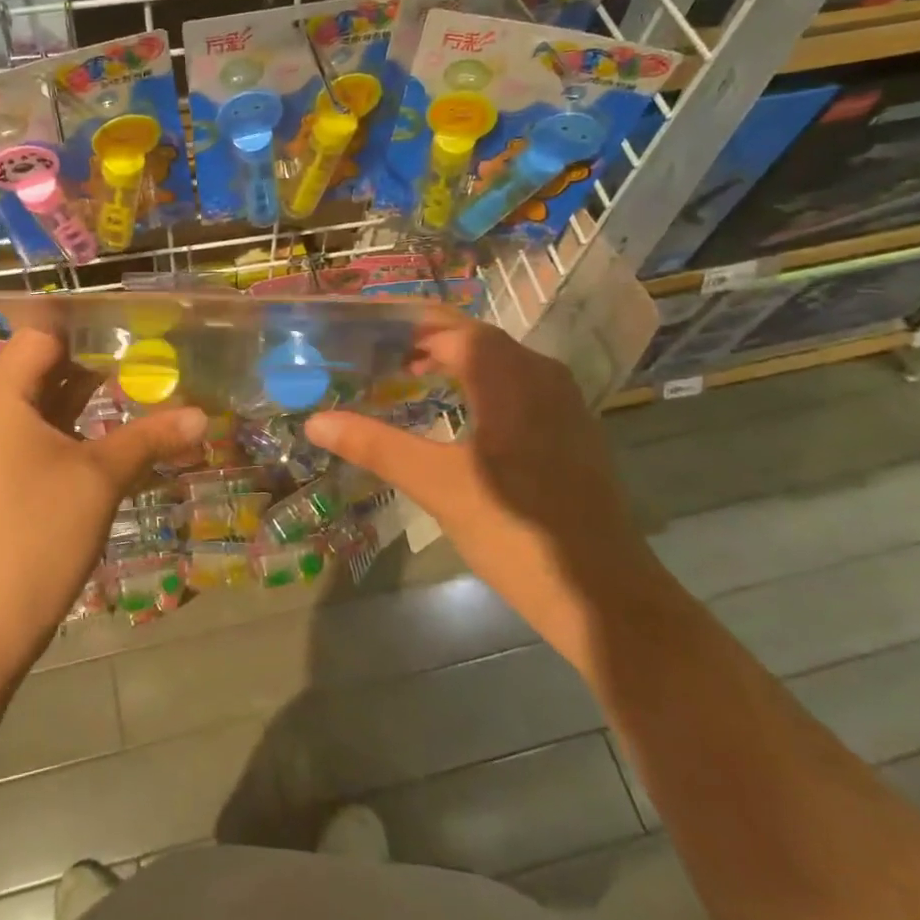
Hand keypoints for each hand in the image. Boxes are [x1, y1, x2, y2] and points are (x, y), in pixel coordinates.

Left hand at [0, 331, 206, 681]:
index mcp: (2, 393)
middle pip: (47, 363)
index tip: (140, 318)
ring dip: (93, 393)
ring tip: (149, 380)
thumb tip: (203, 415)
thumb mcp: (100, 477)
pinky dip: (81, 425)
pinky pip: (46, 431)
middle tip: (156, 348)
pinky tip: (122, 428)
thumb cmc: (36, 532)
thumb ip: (150, 438)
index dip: (89, 321)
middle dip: (100, 355)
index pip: (44, 331)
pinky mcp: (6, 474)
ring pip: (49, 400)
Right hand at [304, 315, 662, 668]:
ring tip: (405, 373)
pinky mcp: (569, 430)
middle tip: (373, 349)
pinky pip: (516, 385)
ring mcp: (562, 403)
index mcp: (511, 377)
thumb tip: (316, 421)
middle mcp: (541, 375)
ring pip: (498, 361)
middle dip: (424, 338)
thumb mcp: (437, 485)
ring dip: (452, 359)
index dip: (405, 324)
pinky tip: (453, 410)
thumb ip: (376, 446)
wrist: (602, 594)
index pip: (450, 328)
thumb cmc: (515, 531)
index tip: (362, 329)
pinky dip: (477, 382)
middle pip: (475, 338)